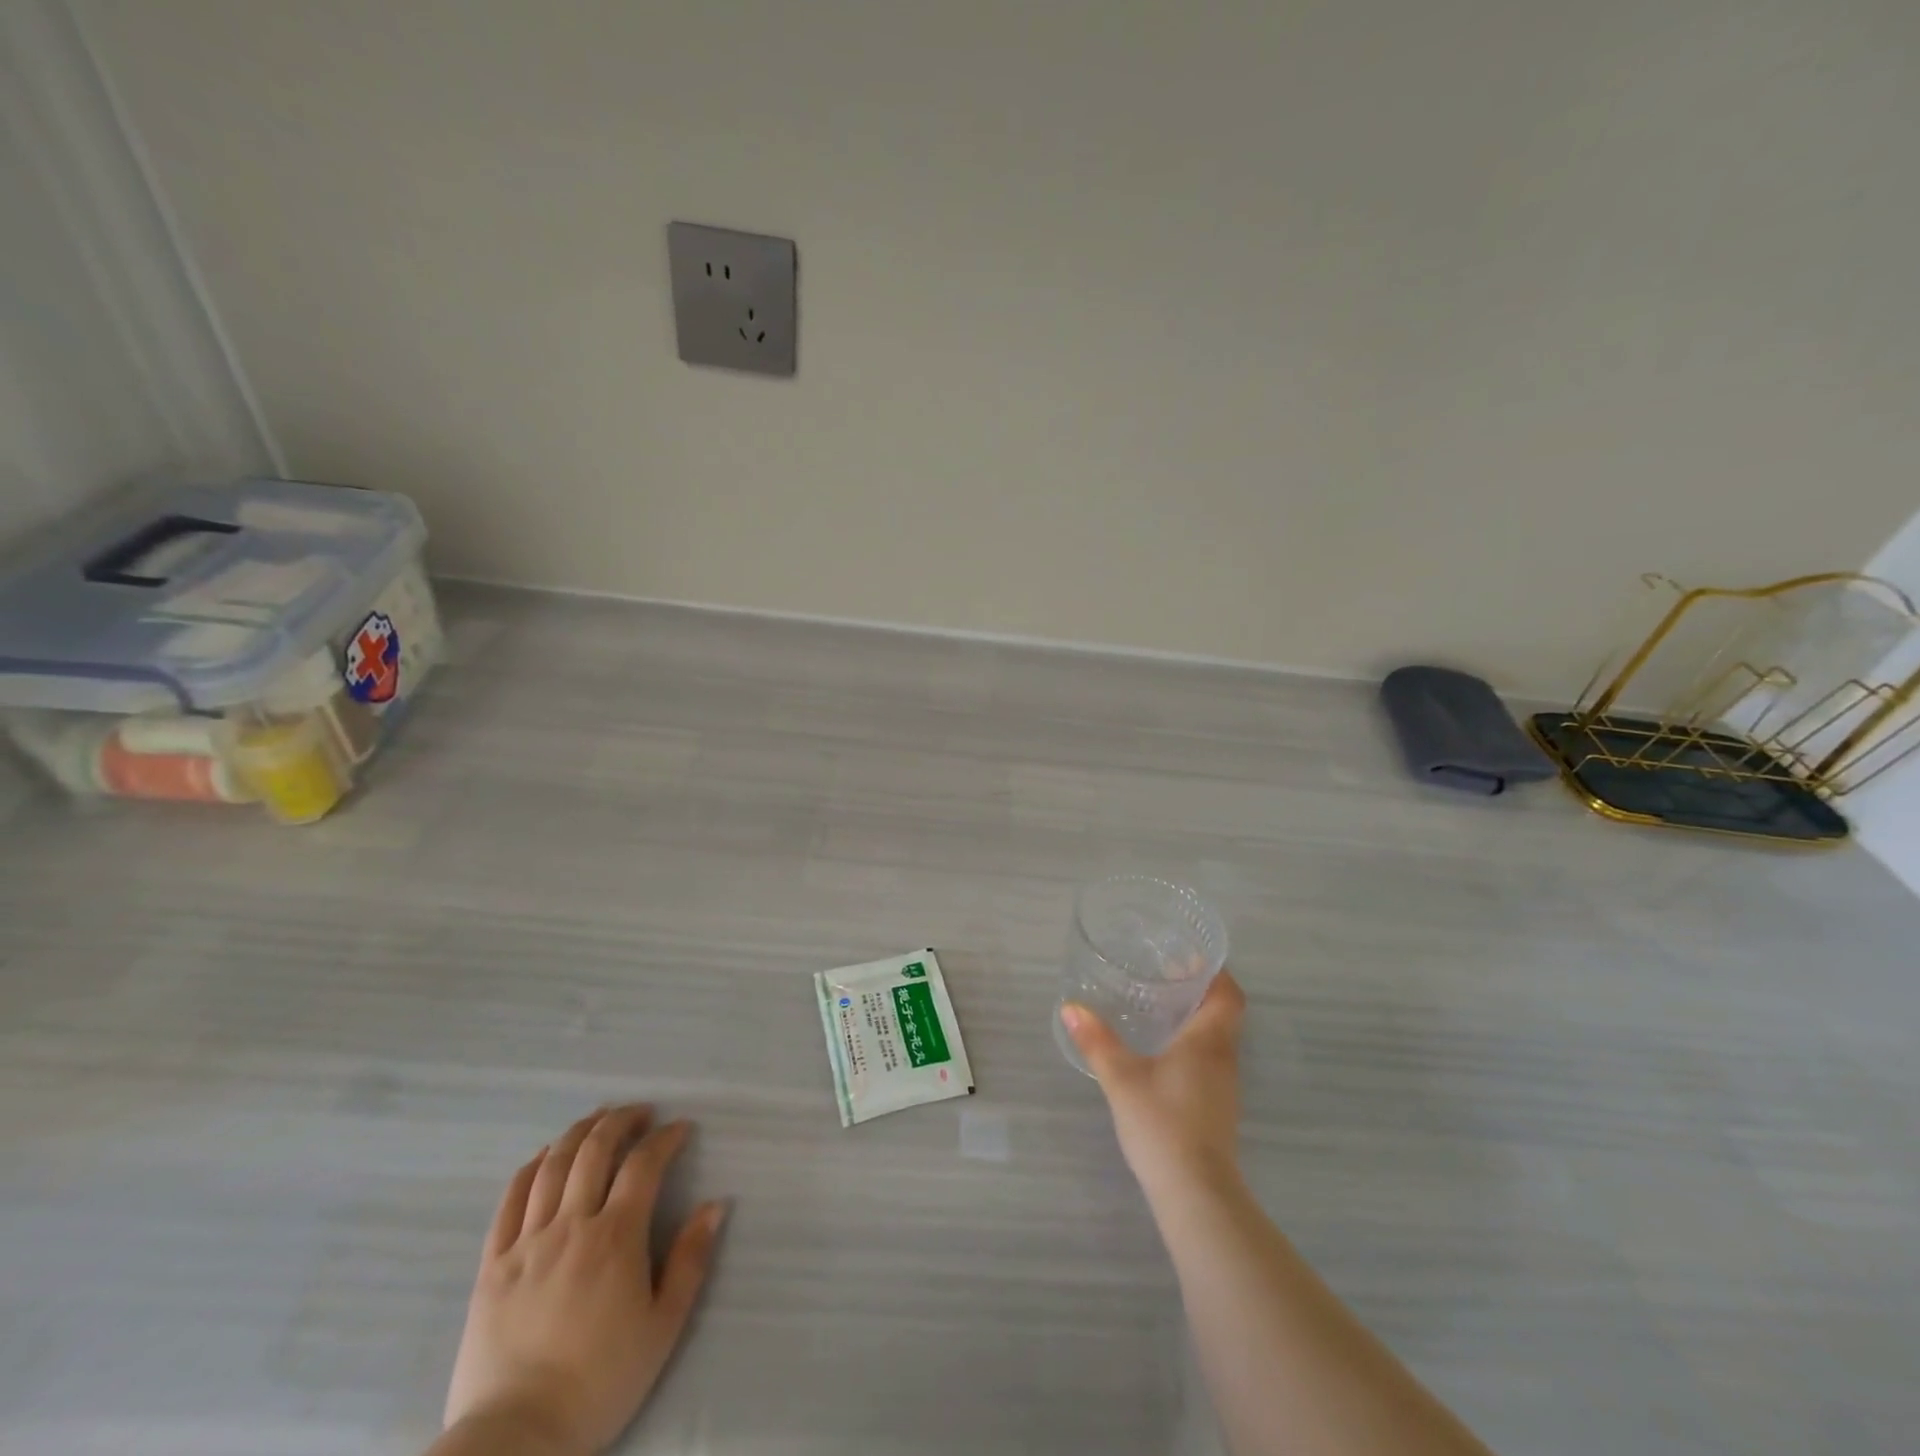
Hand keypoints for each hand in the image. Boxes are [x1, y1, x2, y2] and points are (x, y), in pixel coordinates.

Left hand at [442, 1105, 726, 1455]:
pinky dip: (530, 1168)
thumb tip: (714, 1205)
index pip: (644, 1164)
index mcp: (616, 1237)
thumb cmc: (599, 1383)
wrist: (515, 1441)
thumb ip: (690, 1260)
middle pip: (595, 1150)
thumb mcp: (663, 1327)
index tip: (681, 1129)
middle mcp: (570, 1225)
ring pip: (552, 1165)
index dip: (666, 1138)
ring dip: (579, 1133)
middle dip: (621, 1120)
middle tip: (641, 1113)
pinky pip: (509, 1201)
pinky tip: (544, 1157)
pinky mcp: (492, 1266)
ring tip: (598, 1121)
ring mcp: (526, 1243)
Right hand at [1062, 972, 1245, 1202]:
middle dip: (1199, 990)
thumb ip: (1097, 1041)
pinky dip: (1192, 1044)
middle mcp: (1223, 1058)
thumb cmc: (1163, 1124)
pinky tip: (1162, 1051)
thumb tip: (1071, 1007)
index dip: (1216, 972)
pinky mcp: (1217, 1108)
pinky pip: (1210, 1060)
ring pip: (1217, 1038)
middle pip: (1224, 1013)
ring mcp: (1224, 1086)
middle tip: (1164, 974)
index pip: (1229, 995)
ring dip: (1196, 1018)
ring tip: (1159, 1006)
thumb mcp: (1121, 1078)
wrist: (1196, 1194)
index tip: (1190, 957)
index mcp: (1208, 1041)